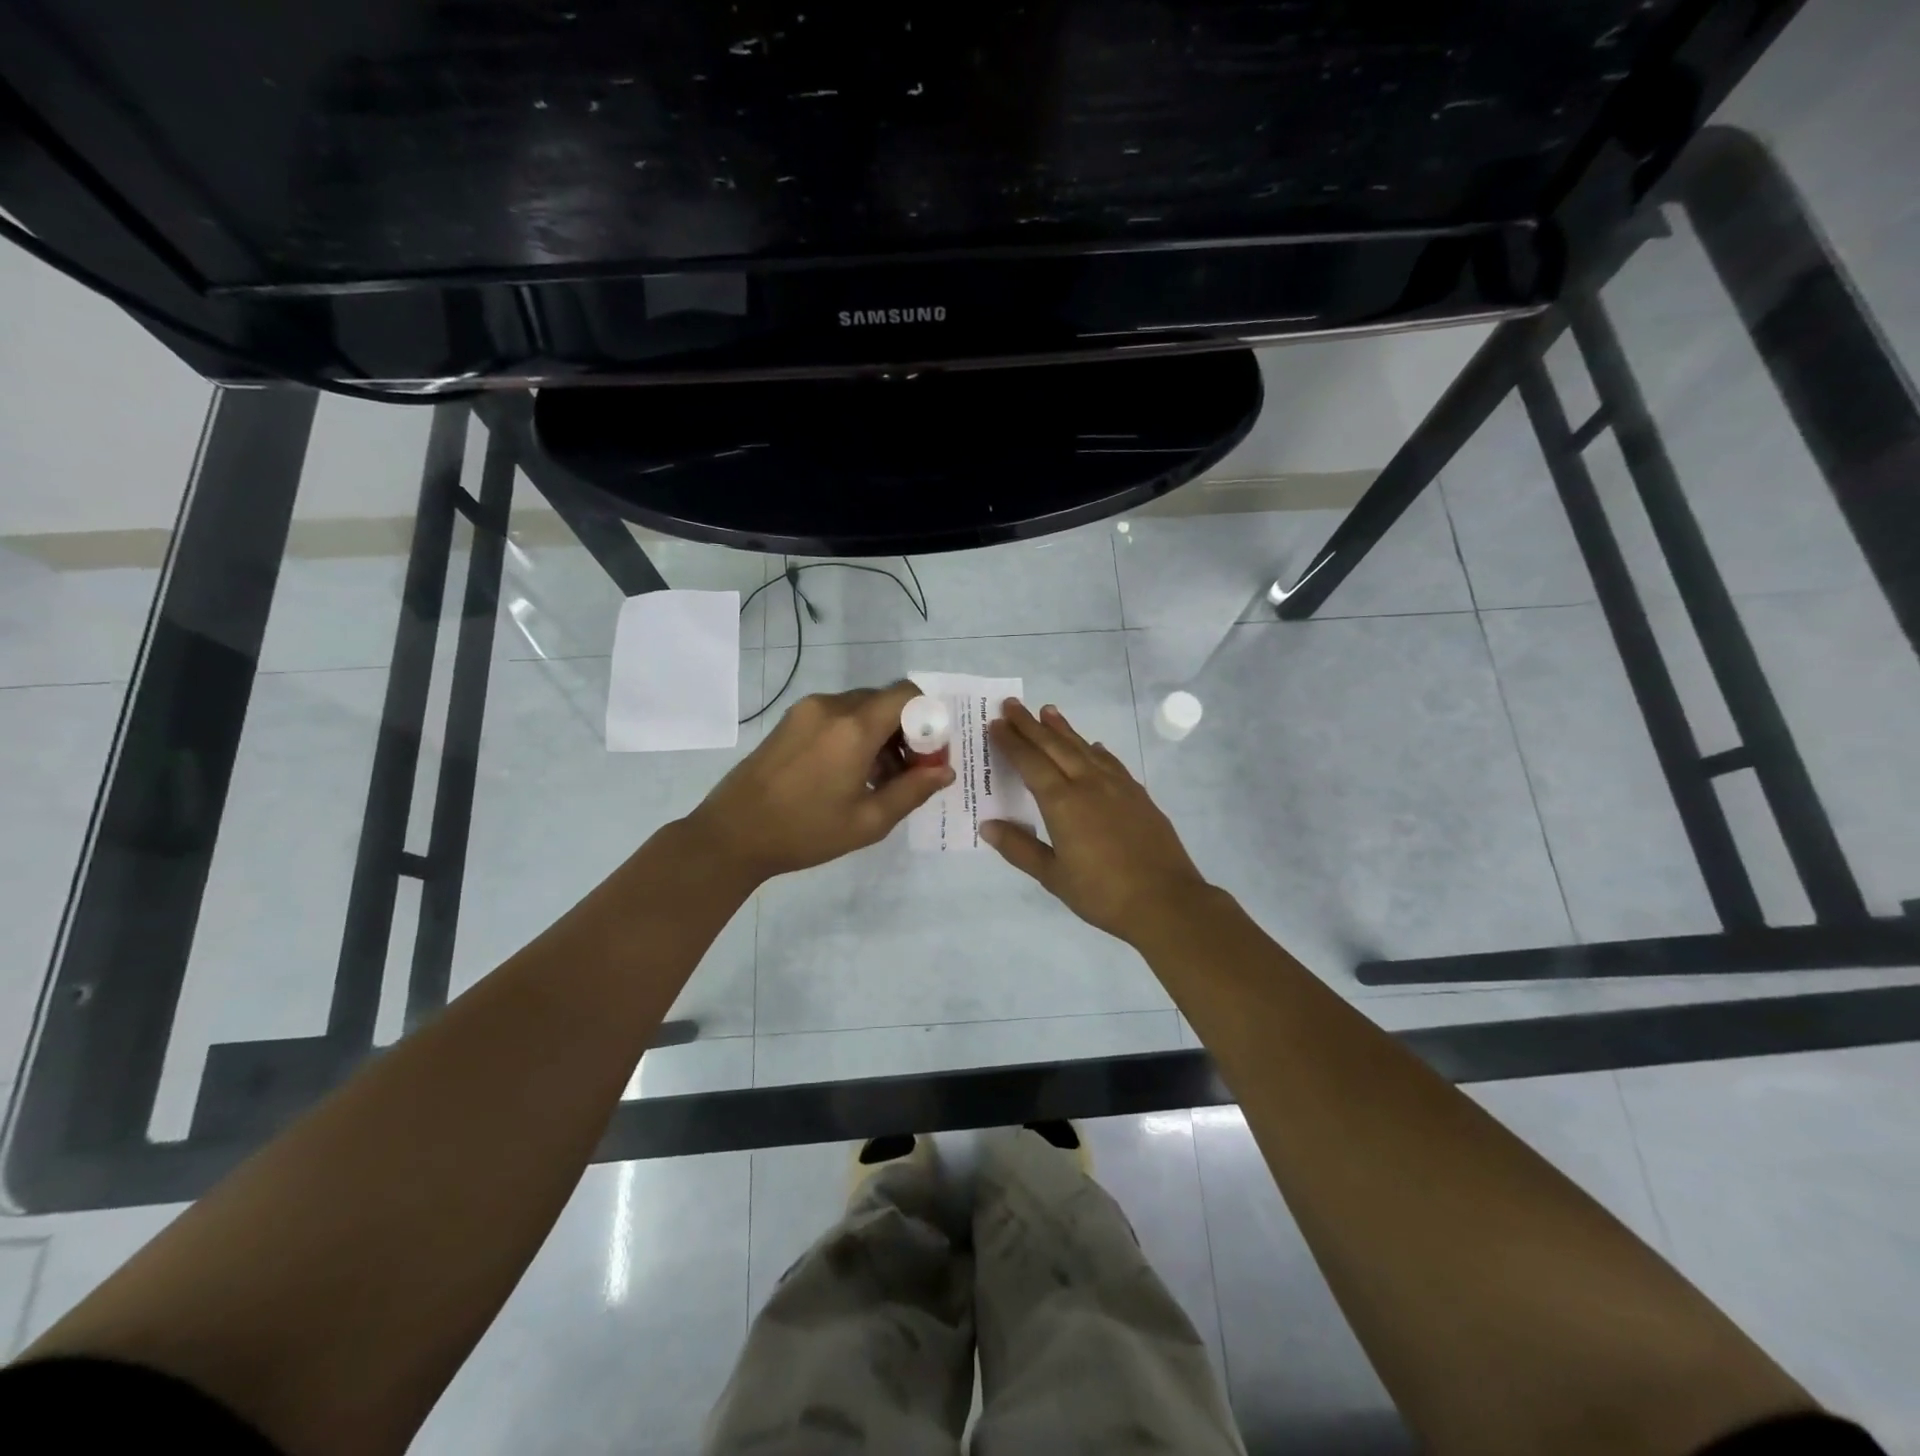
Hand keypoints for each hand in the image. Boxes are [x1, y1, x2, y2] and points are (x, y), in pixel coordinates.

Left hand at [686, 681, 953, 883]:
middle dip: (905, 730)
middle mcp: (831, 706)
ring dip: (879, 734)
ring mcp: (807, 710)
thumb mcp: (868, 821)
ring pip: (860, 707)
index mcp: (854, 728)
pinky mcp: (790, 719)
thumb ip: (912, 791)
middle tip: (907, 772)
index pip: (907, 695)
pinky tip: (847, 772)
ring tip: (876, 779)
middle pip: (884, 701)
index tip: (929, 754)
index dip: (928, 718)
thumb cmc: (805, 832)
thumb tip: (945, 771)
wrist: (733, 834)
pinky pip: (836, 714)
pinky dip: (853, 733)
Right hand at [983, 700, 1210, 943]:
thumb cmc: (1102, 893)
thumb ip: (1019, 848)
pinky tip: (1093, 746)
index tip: (995, 723)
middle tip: (1012, 704)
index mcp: (1062, 803)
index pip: (1030, 762)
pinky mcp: (1138, 794)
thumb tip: (988, 826)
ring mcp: (1117, 786)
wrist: (1166, 900)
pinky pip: (1110, 762)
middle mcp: (1088, 784)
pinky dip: (1096, 750)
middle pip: (1054, 746)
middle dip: (1030, 725)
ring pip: (1084, 748)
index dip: (1011, 742)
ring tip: (1047, 711)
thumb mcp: (1053, 876)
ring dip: (1063, 729)